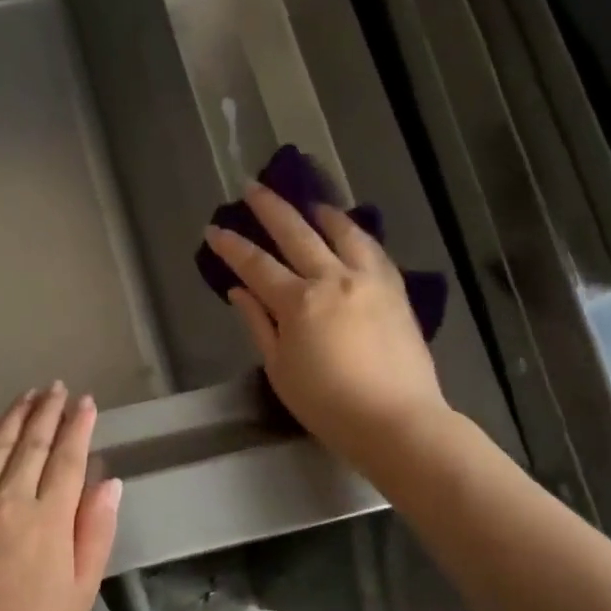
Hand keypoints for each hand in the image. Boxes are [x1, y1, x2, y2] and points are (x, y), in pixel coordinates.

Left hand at [0, 383, 121, 610]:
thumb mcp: (77, 595)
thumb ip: (95, 533)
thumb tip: (110, 481)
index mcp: (48, 520)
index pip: (68, 459)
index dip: (79, 427)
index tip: (86, 402)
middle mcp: (9, 497)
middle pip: (33, 443)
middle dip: (49, 411)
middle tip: (57, 387)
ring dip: (17, 414)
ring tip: (30, 393)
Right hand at [205, 184, 448, 471]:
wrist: (396, 421)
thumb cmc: (327, 405)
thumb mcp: (280, 369)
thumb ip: (258, 324)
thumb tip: (239, 291)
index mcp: (299, 302)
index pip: (256, 265)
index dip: (232, 246)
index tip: (214, 230)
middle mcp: (334, 278)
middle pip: (297, 233)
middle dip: (270, 208)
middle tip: (251, 189)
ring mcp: (370, 280)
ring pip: (343, 231)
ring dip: (320, 212)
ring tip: (308, 203)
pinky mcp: (396, 291)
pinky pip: (374, 250)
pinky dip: (356, 234)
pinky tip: (351, 232)